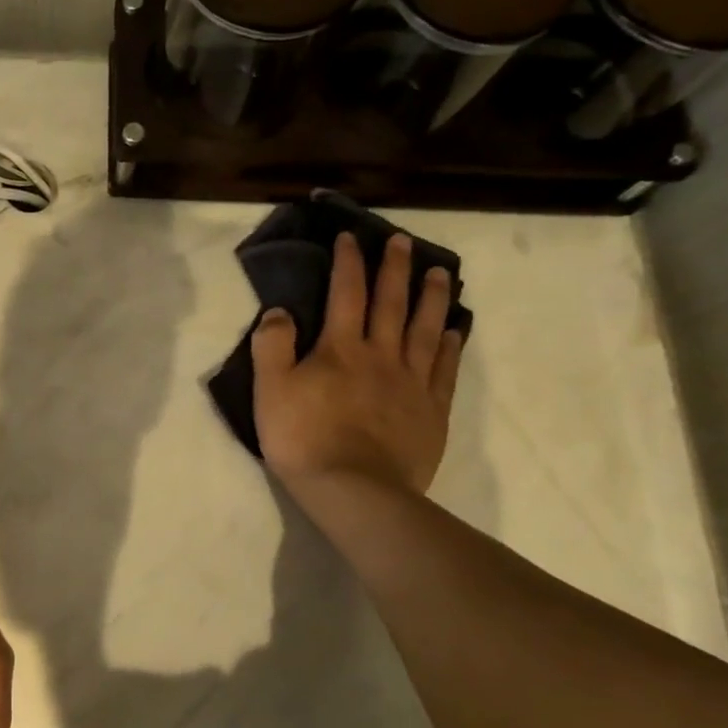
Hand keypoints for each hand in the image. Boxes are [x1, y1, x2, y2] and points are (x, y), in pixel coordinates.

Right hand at [251, 233, 464, 494]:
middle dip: (395, 269)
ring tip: (441, 272)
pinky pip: (445, 370)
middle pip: (391, 303)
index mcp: (340, 348)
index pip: (345, 293)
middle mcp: (381, 355)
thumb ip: (272, 346)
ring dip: (433, 298)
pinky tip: (457, 331)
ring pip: (426, 329)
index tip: (351, 237)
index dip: (348, 262)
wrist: (354, 490)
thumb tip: (279, 310)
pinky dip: (452, 346)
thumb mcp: (270, 390)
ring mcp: (411, 383)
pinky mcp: (431, 411)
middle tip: (403, 241)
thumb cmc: (304, 439)